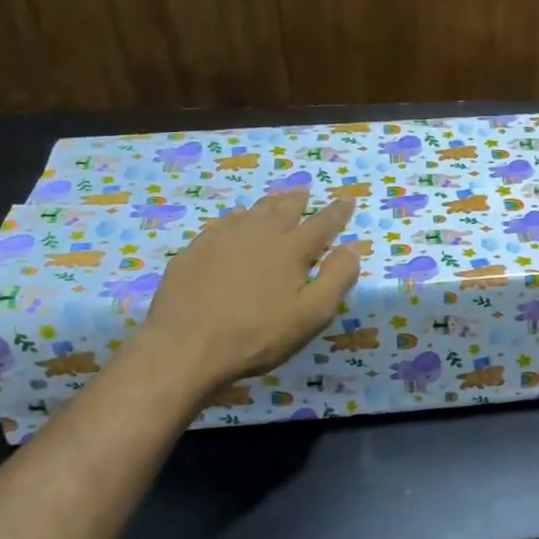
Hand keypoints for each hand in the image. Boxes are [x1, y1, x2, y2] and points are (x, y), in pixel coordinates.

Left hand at [135, 192, 360, 398]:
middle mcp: (260, 234)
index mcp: (291, 249)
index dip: (337, 212)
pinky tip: (236, 221)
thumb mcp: (312, 315)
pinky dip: (238, 217)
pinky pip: (224, 223)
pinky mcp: (196, 249)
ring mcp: (223, 238)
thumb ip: (337, 278)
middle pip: (284, 209)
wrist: (186, 347)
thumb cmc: (258, 335)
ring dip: (270, 203)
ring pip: (253, 212)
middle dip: (299, 200)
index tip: (348, 199)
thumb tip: (352, 247)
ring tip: (277, 198)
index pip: (323, 223)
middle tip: (306, 191)